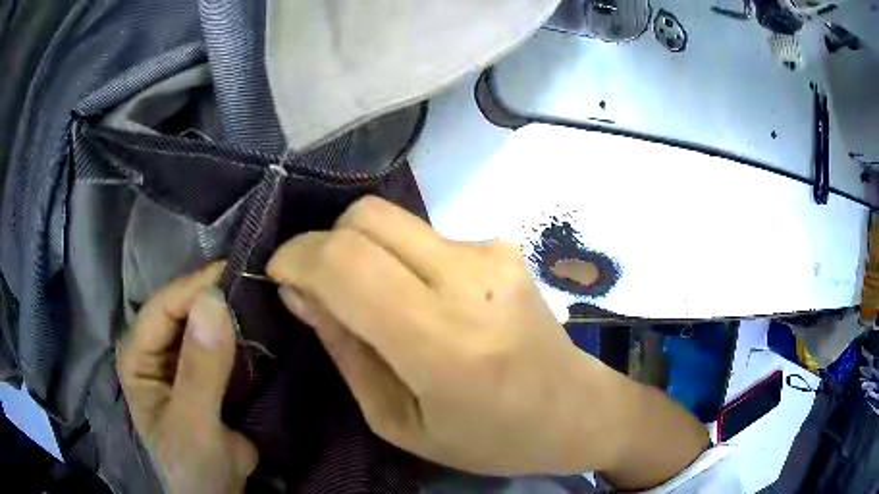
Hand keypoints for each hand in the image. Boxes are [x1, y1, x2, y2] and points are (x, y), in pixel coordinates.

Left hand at [117, 264, 257, 493]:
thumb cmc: (193, 465)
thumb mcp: (193, 425)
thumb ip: (199, 372)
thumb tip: (214, 303)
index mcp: (137, 355)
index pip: (161, 308)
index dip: (194, 288)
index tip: (236, 274)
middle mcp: (155, 348)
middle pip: (182, 308)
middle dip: (215, 295)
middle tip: (255, 280)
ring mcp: (181, 358)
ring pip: (203, 320)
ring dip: (230, 310)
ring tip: (263, 293)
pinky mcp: (205, 369)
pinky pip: (221, 340)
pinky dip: (240, 331)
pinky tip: (260, 321)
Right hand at [266, 196, 617, 475]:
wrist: (576, 410)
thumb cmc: (489, 438)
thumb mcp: (399, 421)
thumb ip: (345, 350)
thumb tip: (299, 291)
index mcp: (445, 344)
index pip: (346, 263)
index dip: (297, 256)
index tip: (280, 276)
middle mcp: (472, 280)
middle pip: (367, 217)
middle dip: (323, 242)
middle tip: (318, 287)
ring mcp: (494, 253)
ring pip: (393, 219)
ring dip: (362, 252)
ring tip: (375, 302)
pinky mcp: (503, 245)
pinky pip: (424, 235)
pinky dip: (400, 258)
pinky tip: (422, 299)